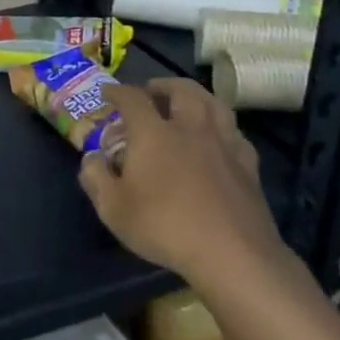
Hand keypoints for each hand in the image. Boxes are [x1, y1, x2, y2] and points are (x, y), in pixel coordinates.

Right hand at [78, 78, 284, 287]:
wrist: (232, 254)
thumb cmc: (164, 227)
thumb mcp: (112, 208)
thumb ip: (95, 178)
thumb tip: (91, 158)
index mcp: (153, 133)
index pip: (132, 98)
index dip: (117, 91)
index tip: (107, 93)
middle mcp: (190, 128)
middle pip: (181, 90)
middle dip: (163, 85)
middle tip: (151, 91)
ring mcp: (224, 144)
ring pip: (214, 104)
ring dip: (196, 96)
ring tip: (186, 103)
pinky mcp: (248, 165)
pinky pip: (235, 132)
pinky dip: (221, 127)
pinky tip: (217, 138)